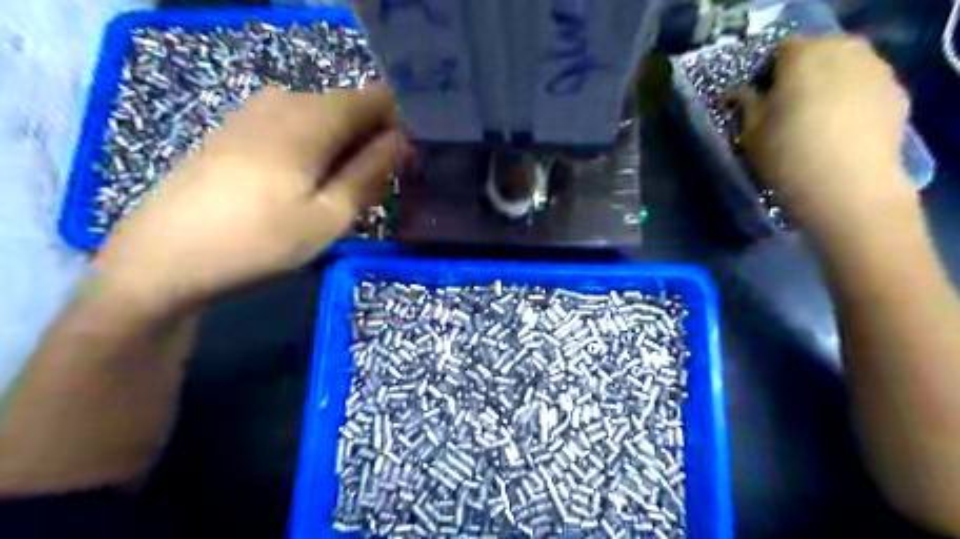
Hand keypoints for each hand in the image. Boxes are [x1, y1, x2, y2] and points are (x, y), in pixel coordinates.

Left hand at [93, 82, 401, 311]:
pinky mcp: (236, 130)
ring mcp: (254, 112)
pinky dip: (315, 149)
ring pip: (323, 119)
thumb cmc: (259, 242)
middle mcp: (284, 101)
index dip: (399, 126)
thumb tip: (400, 141)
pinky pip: (294, 127)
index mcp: (312, 118)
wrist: (163, 259)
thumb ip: (369, 173)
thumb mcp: (329, 217)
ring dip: (344, 149)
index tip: (404, 165)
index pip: (376, 99)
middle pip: (349, 108)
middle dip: (372, 141)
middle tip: (375, 190)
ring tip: (341, 194)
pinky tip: (304, 186)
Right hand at [742, 39, 912, 237]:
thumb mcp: (749, 132)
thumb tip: (737, 94)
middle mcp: (844, 52)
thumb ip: (744, 104)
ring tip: (814, 120)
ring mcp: (875, 71)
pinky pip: (864, 88)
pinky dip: (850, 100)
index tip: (760, 101)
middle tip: (785, 109)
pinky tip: (839, 131)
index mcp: (802, 56)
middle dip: (800, 75)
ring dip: (827, 85)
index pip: (781, 51)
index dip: (768, 75)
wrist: (844, 186)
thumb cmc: (785, 155)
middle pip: (817, 53)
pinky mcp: (895, 94)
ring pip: (844, 68)